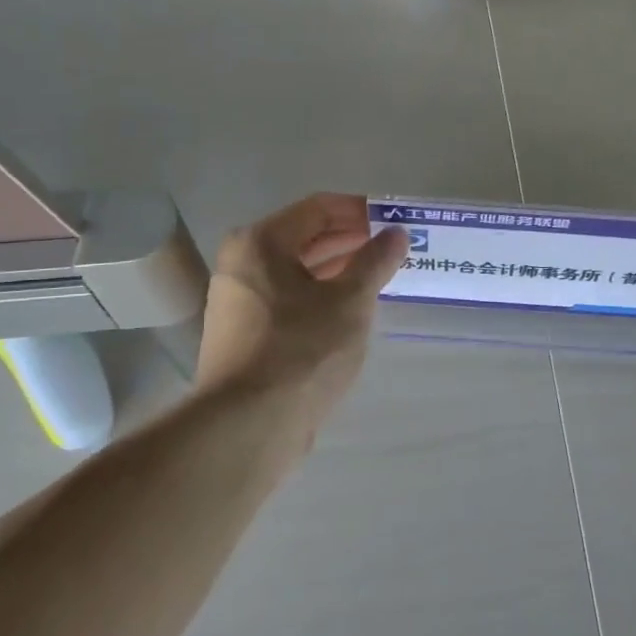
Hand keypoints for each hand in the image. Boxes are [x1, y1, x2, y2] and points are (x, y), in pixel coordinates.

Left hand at [196, 193, 407, 422]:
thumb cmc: (302, 349)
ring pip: (298, 272)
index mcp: (260, 242)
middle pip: (305, 238)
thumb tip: (396, 234)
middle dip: (352, 241)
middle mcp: (242, 264)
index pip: (319, 209)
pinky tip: (351, 311)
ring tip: (380, 278)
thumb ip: (376, 261)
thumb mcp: (350, 301)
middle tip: (394, 250)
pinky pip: (290, 300)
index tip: (395, 221)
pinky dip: (321, 297)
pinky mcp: (245, 335)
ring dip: (339, 270)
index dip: (360, 211)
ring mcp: (239, 301)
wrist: (248, 426)